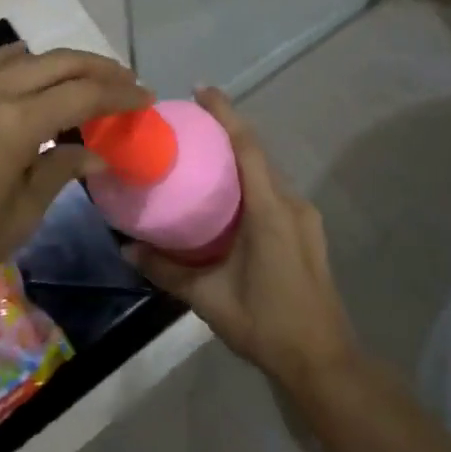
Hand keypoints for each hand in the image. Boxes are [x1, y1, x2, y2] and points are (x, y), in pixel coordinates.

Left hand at [0, 43, 150, 321]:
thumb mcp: (17, 219)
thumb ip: (59, 173)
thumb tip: (96, 153)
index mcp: (16, 123)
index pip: (83, 95)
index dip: (120, 95)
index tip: (147, 99)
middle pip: (60, 64)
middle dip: (100, 70)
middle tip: (129, 84)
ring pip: (30, 58)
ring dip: (66, 63)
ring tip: (92, 80)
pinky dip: (26, 64)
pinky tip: (35, 79)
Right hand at [126, 87, 358, 389]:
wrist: (324, 362)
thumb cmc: (267, 324)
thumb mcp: (210, 299)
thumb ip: (167, 270)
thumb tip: (127, 248)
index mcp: (270, 210)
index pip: (247, 146)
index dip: (225, 113)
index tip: (201, 89)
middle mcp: (291, 203)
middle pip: (258, 152)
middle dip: (228, 131)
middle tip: (191, 125)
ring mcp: (305, 216)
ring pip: (268, 172)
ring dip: (241, 157)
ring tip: (205, 157)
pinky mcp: (308, 230)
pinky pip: (276, 190)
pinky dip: (252, 180)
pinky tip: (230, 197)